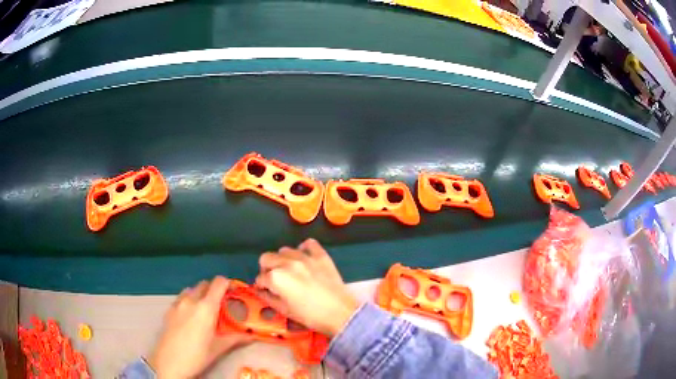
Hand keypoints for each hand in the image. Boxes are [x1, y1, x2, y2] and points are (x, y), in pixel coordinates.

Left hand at [148, 276, 251, 378]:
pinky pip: (181, 298)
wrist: (169, 363)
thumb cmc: (197, 356)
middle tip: (222, 305)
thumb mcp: (219, 348)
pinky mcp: (168, 310)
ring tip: (205, 311)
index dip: (228, 284)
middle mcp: (191, 300)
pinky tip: (190, 317)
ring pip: (192, 290)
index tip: (234, 292)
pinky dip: (189, 301)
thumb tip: (251, 336)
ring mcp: (177, 304)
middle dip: (215, 290)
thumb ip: (236, 338)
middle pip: (205, 284)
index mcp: (206, 307)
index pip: (219, 283)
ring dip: (200, 295)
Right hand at [255, 239, 358, 336]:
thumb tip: (261, 291)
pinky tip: (305, 259)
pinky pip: (308, 244)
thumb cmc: (310, 316)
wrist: (340, 313)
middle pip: (266, 258)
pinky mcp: (320, 255)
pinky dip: (304, 249)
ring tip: (290, 271)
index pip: (260, 278)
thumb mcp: (284, 310)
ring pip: (284, 250)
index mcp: (276, 278)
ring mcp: (304, 257)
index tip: (265, 290)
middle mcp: (287, 263)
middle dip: (266, 269)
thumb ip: (268, 298)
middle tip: (274, 280)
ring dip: (283, 260)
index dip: (261, 285)